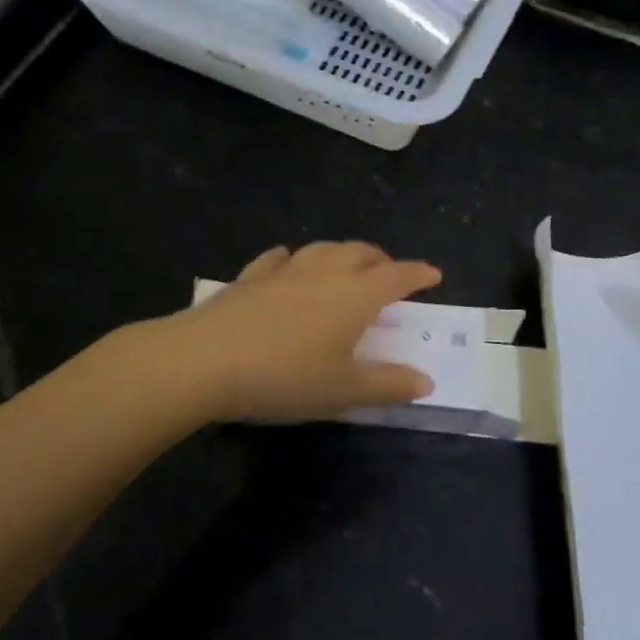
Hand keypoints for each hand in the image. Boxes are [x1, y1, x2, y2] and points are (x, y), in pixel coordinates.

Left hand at [150, 242, 442, 421]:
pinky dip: (294, 259)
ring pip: (322, 249)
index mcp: (354, 296)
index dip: (418, 274)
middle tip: (390, 274)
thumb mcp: (343, 390)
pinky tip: (288, 263)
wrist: (206, 360)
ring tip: (347, 266)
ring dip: (342, 254)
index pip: (397, 276)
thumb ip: (387, 385)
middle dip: (381, 260)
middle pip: (361, 253)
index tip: (433, 274)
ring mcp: (284, 271)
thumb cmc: (285, 377)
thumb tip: (426, 380)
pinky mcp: (249, 278)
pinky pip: (278, 259)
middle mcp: (323, 273)